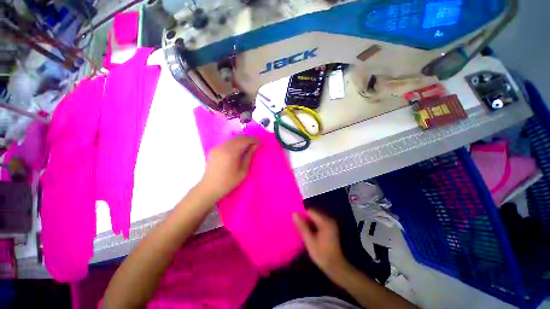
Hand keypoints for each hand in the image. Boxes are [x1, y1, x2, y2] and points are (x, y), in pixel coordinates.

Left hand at [199, 135, 258, 201]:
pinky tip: (237, 147)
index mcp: (232, 152)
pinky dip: (234, 142)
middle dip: (248, 138)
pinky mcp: (214, 149)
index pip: (245, 140)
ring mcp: (217, 147)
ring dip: (241, 139)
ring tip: (248, 145)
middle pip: (238, 137)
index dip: (254, 140)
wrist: (210, 187)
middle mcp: (224, 146)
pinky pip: (226, 141)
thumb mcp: (243, 171)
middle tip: (255, 143)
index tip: (260, 142)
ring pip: (232, 138)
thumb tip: (255, 146)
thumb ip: (249, 156)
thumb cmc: (229, 181)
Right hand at [293, 209, 349, 275]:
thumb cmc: (322, 254)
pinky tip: (309, 232)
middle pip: (313, 213)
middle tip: (297, 226)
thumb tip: (294, 214)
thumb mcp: (309, 241)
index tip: (295, 220)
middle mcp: (329, 219)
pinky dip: (313, 225)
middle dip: (305, 218)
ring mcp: (331, 223)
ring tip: (302, 229)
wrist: (336, 267)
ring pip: (315, 217)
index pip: (310, 211)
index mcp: (325, 221)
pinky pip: (319, 221)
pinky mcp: (331, 228)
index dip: (301, 214)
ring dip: (308, 222)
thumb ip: (302, 226)